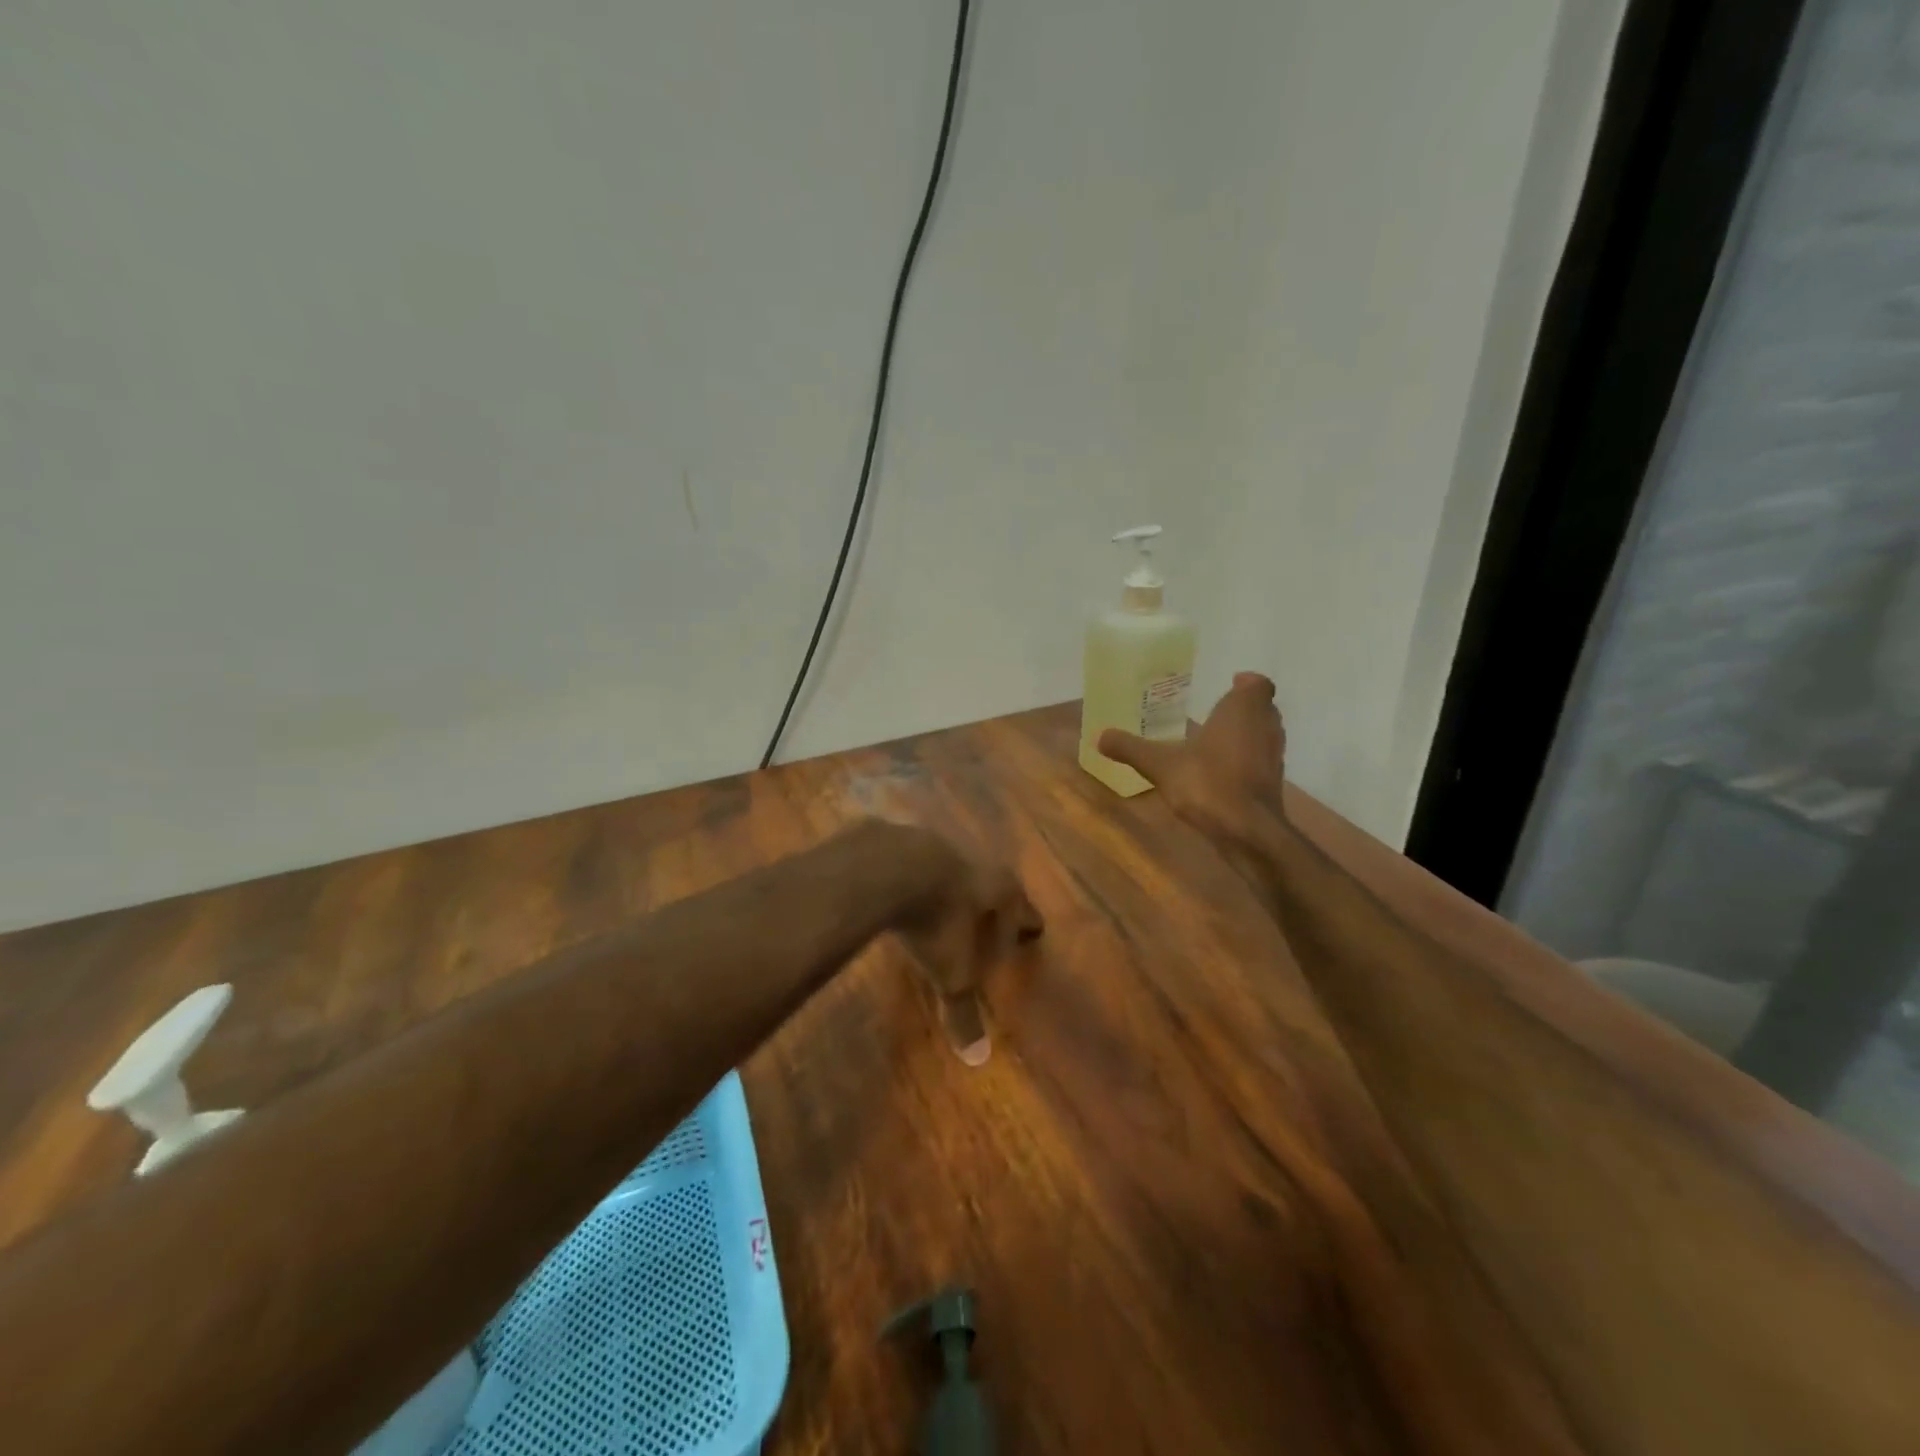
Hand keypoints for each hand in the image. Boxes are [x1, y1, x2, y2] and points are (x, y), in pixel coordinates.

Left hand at [893, 835, 1043, 1065]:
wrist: (889, 867)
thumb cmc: (937, 921)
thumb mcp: (952, 972)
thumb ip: (963, 1009)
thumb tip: (978, 1056)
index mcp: (998, 892)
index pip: (1021, 909)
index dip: (1026, 921)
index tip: (1034, 927)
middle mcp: (974, 862)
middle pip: (990, 882)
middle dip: (990, 899)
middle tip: (992, 912)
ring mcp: (936, 845)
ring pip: (951, 867)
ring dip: (950, 883)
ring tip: (945, 899)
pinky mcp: (900, 837)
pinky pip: (912, 860)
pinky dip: (912, 875)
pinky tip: (901, 886)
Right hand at [1099, 671, 1287, 846]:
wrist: (1247, 831)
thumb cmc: (1208, 783)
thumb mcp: (1160, 765)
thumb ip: (1131, 748)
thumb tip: (1099, 736)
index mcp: (1242, 710)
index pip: (1258, 684)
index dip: (1246, 683)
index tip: (1231, 684)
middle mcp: (1265, 727)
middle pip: (1263, 708)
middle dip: (1242, 708)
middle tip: (1216, 712)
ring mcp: (1274, 756)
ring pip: (1264, 734)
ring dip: (1245, 734)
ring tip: (1215, 740)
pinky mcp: (1273, 783)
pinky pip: (1261, 760)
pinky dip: (1246, 760)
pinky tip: (1221, 771)